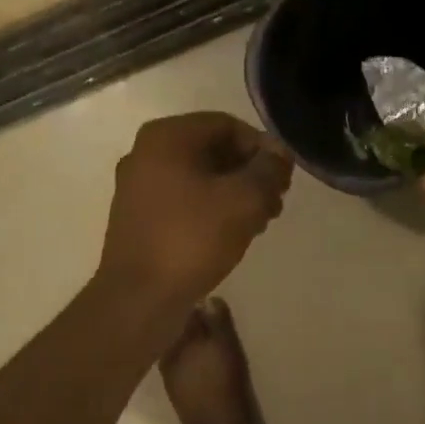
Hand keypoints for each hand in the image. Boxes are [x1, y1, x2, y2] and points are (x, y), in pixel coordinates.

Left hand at [98, 113, 292, 310]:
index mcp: (167, 137)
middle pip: (214, 150)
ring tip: (261, 222)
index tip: (284, 179)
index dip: (263, 148)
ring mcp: (139, 187)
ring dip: (236, 194)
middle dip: (251, 173)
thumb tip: (279, 154)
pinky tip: (234, 235)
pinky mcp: (140, 218)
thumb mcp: (244, 200)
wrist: (140, 298)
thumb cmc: (192, 239)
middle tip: (276, 203)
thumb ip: (268, 170)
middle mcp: (146, 153)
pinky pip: (185, 201)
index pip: (228, 125)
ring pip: (201, 178)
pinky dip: (213, 210)